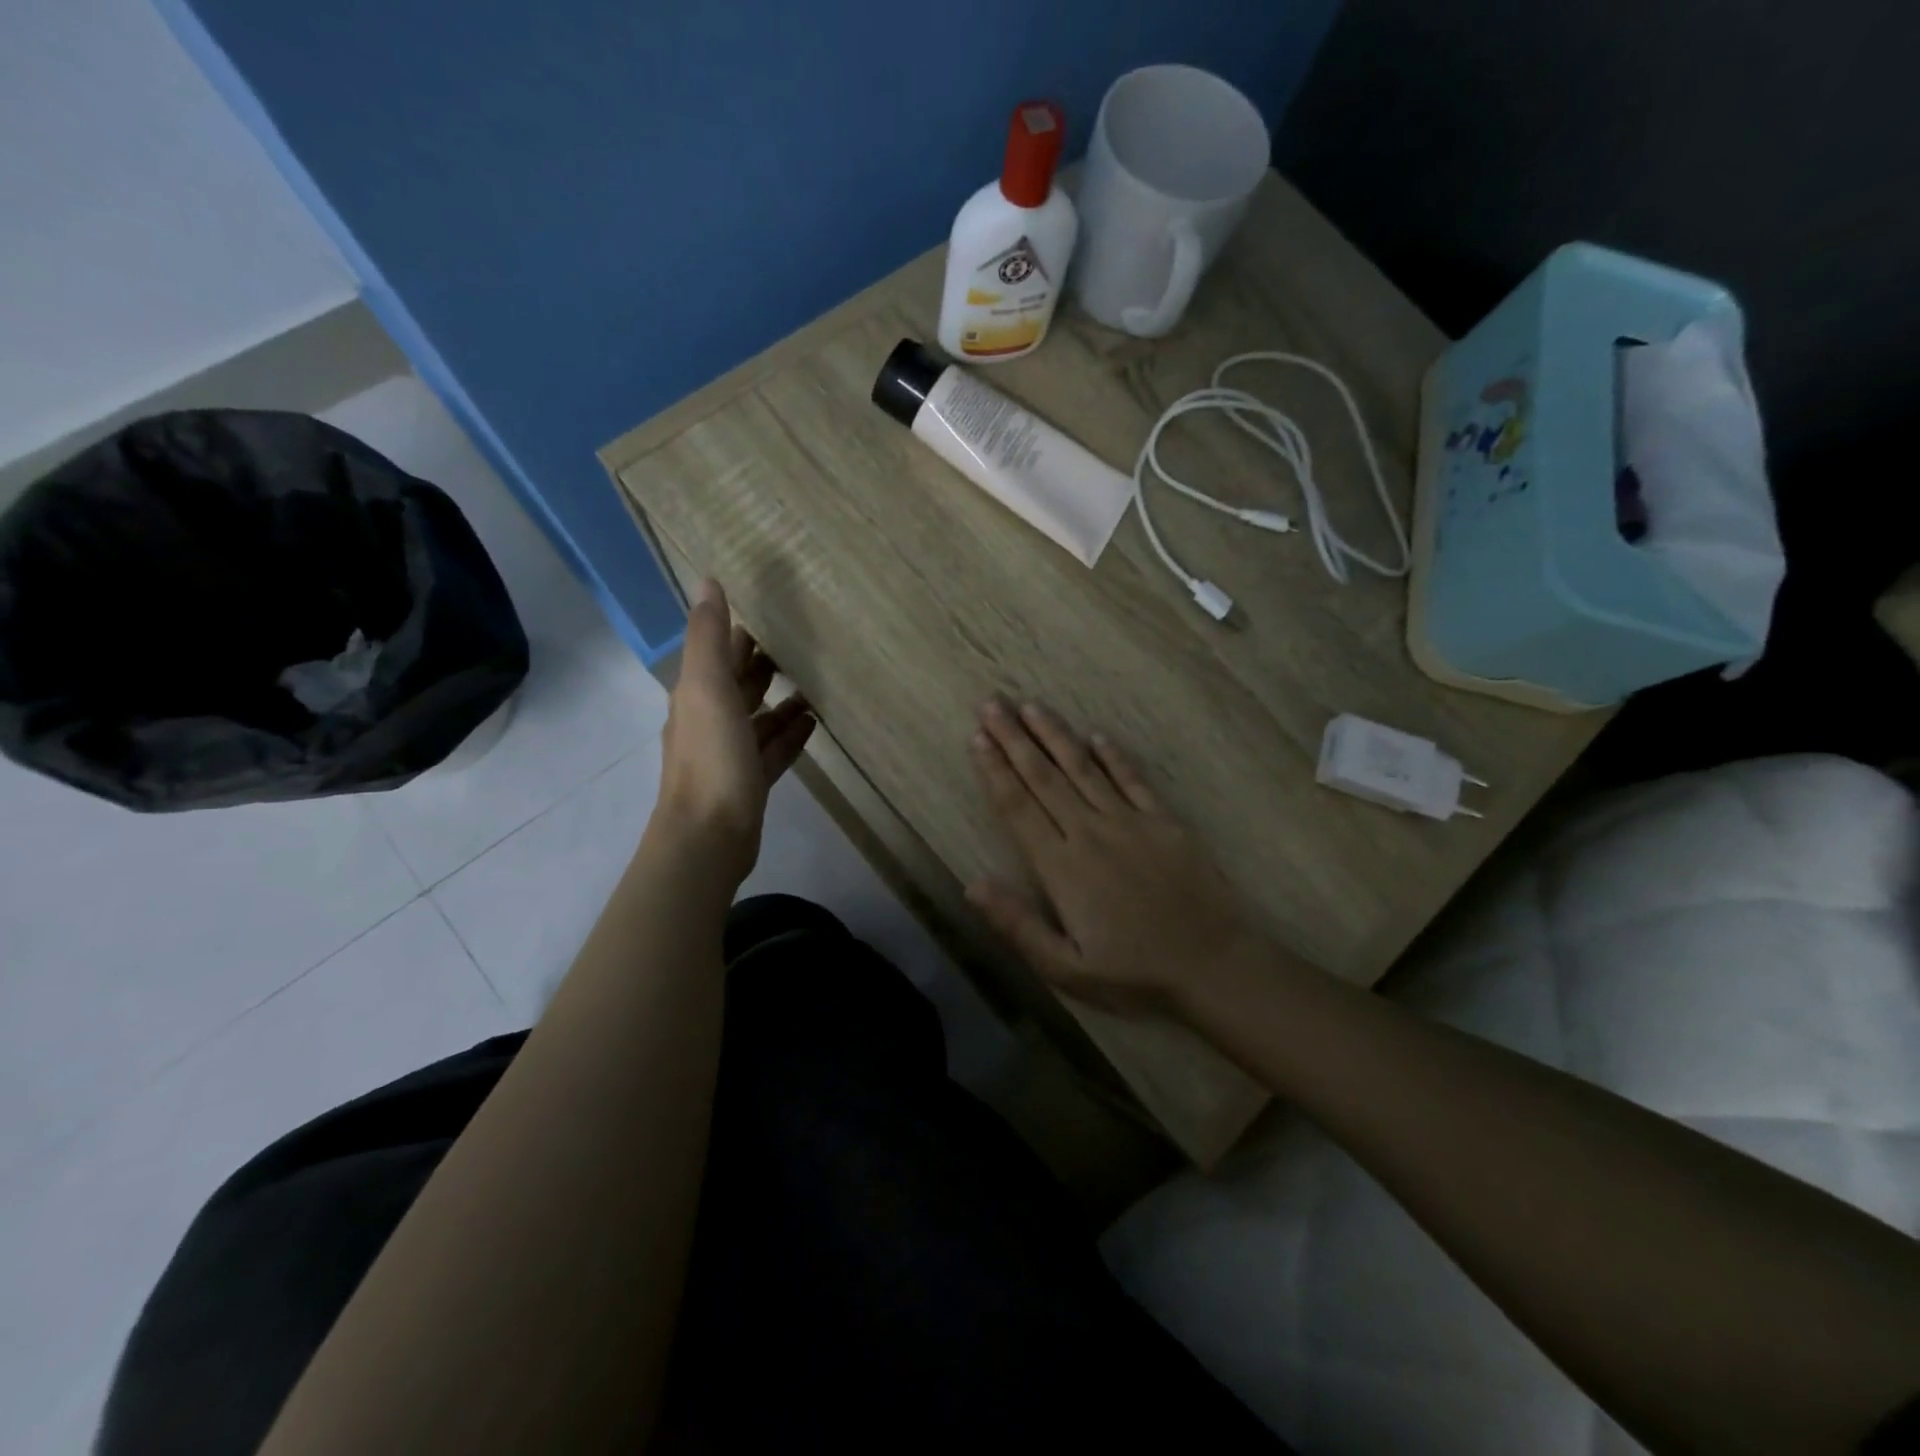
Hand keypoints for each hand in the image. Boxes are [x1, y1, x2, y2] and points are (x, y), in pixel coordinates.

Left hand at [654, 579, 814, 884]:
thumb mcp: (708, 689)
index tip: (771, 616)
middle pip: (739, 687)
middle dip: (763, 666)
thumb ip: (709, 637)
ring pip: (758, 720)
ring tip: (814, 685)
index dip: (740, 636)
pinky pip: (773, 750)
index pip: (720, 656)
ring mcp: (730, 755)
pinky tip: (813, 724)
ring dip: (781, 702)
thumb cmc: (710, 759)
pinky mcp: (751, 783)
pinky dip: (790, 735)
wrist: (709, 837)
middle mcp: (710, 722)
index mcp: (697, 697)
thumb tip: (707, 581)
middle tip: (801, 645)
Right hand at [967, 699, 1259, 1014]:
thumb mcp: (1066, 969)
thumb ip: (1017, 925)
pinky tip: (1097, 736)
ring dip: (1055, 736)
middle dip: (1014, 739)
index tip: (977, 738)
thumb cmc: (1134, 973)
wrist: (1214, 964)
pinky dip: (1112, 756)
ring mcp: (1129, 822)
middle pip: (1044, 777)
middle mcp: (1090, 832)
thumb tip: (972, 884)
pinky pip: (1132, 780)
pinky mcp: (1164, 822)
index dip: (995, 771)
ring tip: (1031, 707)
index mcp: (1061, 866)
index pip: (1018, 807)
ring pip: (1083, 769)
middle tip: (992, 704)